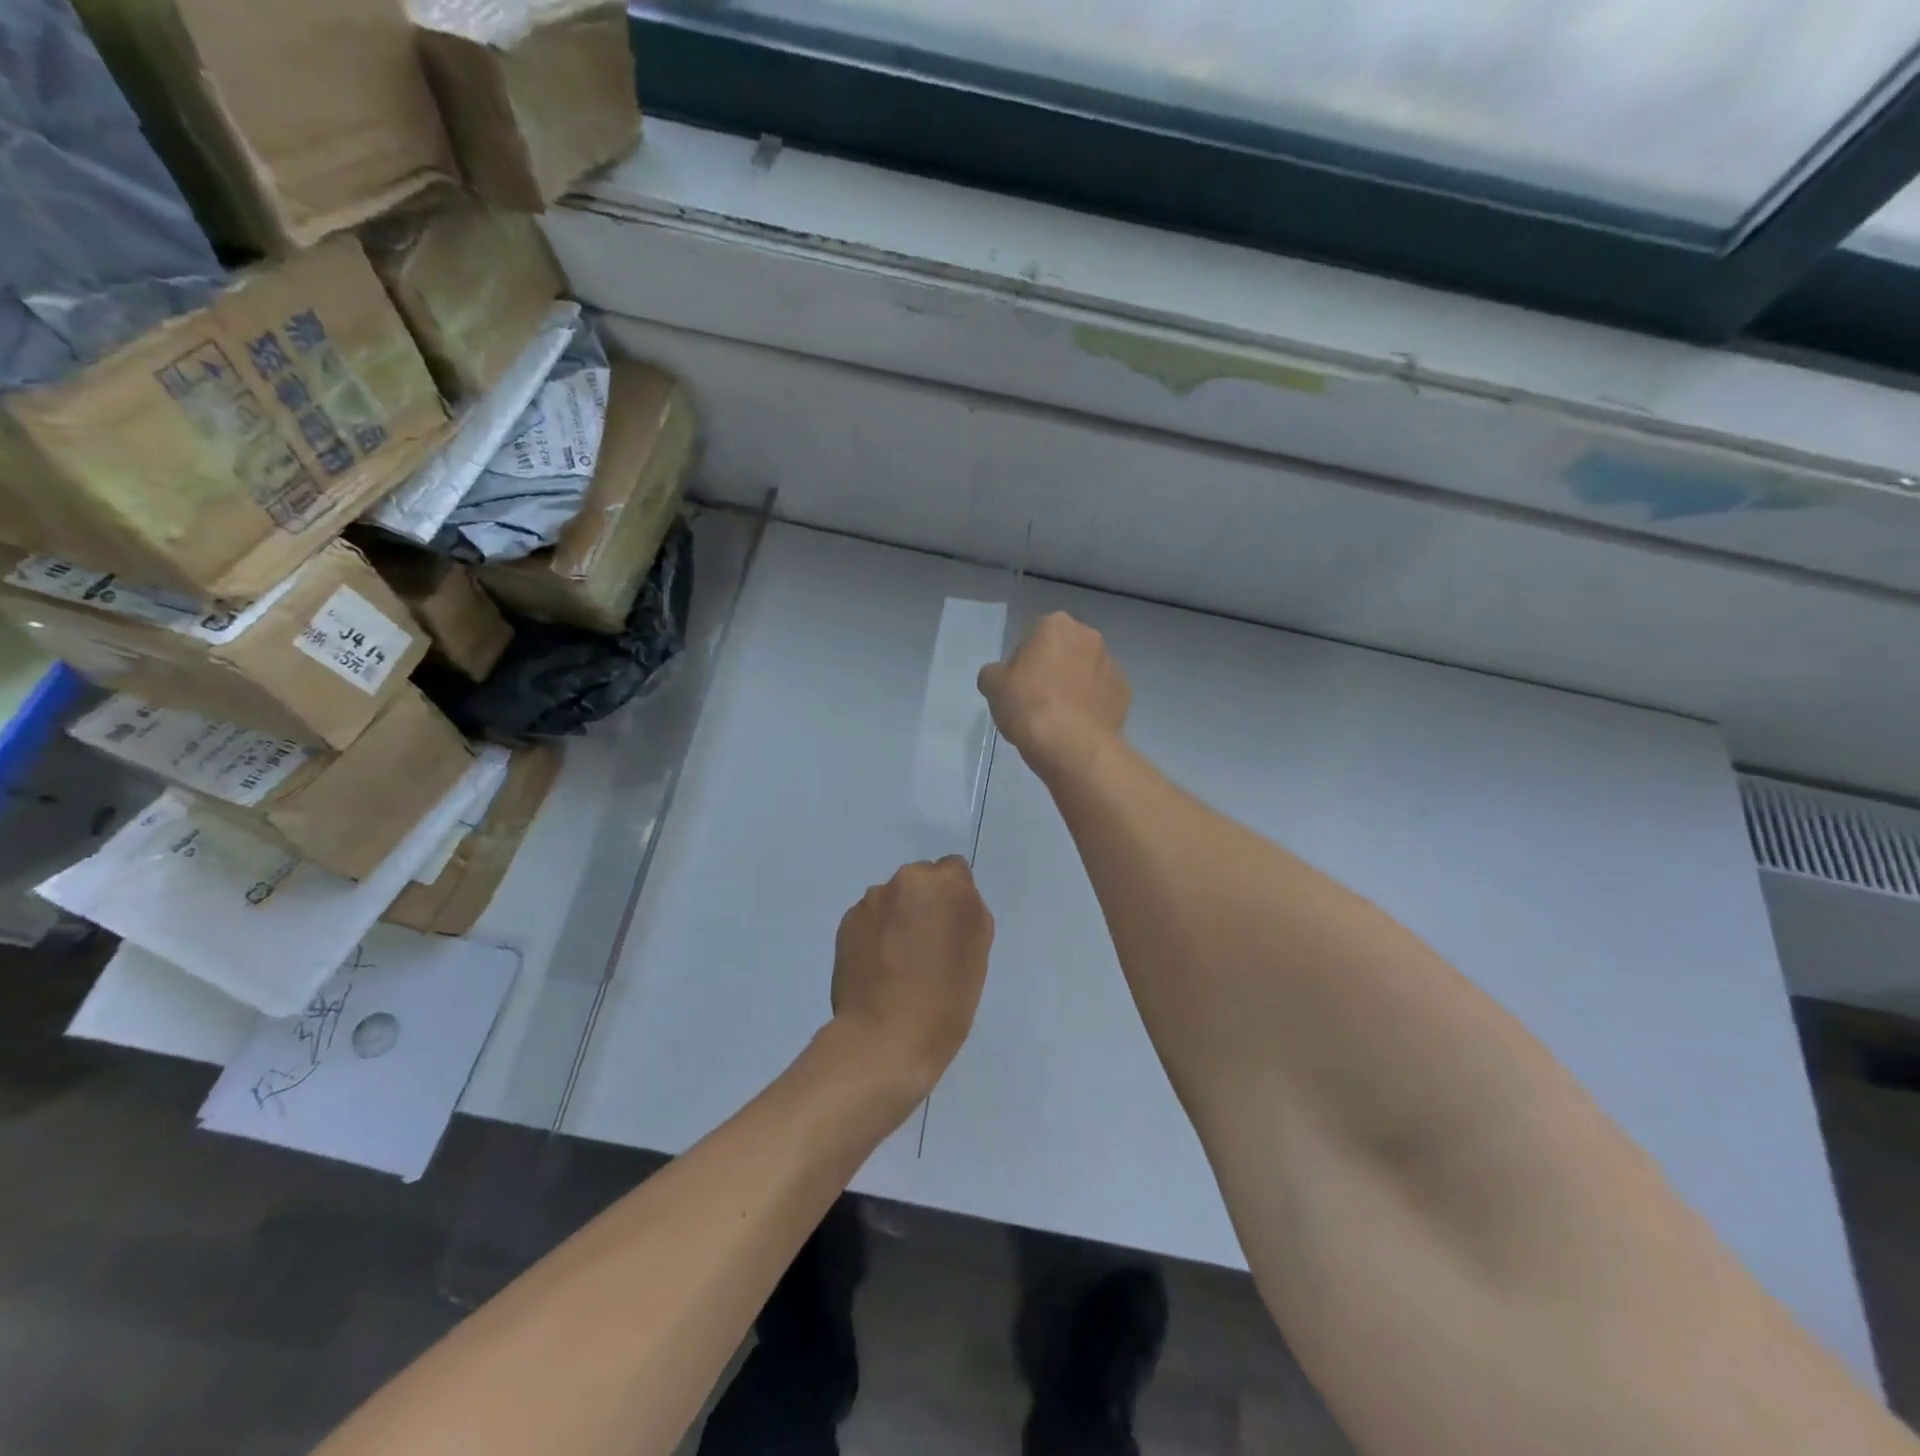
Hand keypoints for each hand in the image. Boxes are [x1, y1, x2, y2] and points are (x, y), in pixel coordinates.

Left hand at [829, 857, 994, 1096]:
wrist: (886, 1036)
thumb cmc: (947, 998)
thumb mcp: (978, 951)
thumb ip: (967, 912)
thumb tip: (949, 903)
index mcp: (946, 883)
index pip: (954, 870)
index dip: (954, 897)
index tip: (952, 926)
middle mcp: (907, 880)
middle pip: (920, 880)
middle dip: (923, 902)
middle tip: (926, 944)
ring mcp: (872, 900)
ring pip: (892, 899)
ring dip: (897, 917)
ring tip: (898, 961)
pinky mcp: (847, 922)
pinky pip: (869, 918)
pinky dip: (875, 934)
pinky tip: (878, 968)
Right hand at [977, 613, 1129, 780]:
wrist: (1070, 743)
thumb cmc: (1027, 704)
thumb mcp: (993, 686)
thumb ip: (995, 673)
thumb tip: (1000, 676)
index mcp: (1055, 625)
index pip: (1034, 636)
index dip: (1023, 661)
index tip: (1017, 685)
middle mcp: (1088, 636)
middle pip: (1064, 650)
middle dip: (1053, 668)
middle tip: (1037, 699)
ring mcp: (1111, 664)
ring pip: (1086, 671)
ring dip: (1075, 685)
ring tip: (1060, 717)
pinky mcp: (1125, 692)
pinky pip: (1102, 694)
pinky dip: (1092, 705)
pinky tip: (1078, 726)